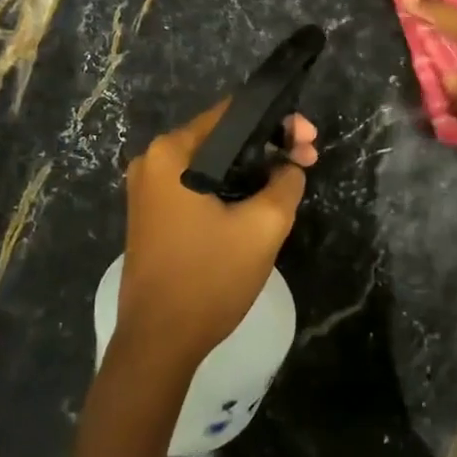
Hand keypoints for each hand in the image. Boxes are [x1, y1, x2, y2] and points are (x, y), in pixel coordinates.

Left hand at [114, 102, 318, 371]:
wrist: (159, 343)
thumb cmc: (209, 278)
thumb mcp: (264, 226)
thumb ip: (286, 183)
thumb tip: (288, 167)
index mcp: (172, 152)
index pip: (233, 113)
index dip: (278, 121)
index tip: (309, 139)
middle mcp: (152, 162)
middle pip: (222, 137)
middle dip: (268, 145)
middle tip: (308, 159)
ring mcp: (148, 190)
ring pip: (212, 163)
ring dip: (251, 168)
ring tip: (291, 180)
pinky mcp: (152, 215)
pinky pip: (198, 186)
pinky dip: (230, 187)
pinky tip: (259, 200)